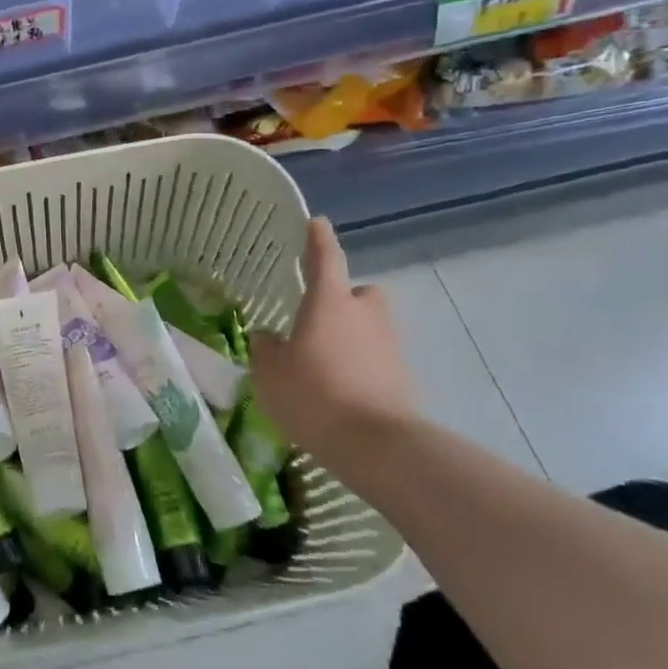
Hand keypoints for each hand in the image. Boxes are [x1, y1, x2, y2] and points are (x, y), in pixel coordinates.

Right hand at [250, 217, 413, 465]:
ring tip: (322, 361)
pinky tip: (337, 390)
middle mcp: (364, 315)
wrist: (375, 445)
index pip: (325, 259)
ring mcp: (388, 347)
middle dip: (344, 299)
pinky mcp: (401, 378)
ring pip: (369, 327)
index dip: (318, 240)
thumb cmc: (313, 394)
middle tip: (319, 317)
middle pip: (359, 293)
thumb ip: (266, 348)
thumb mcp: (270, 371)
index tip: (316, 223)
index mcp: (330, 303)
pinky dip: (359, 366)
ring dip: (350, 335)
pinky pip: (375, 360)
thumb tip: (268, 338)